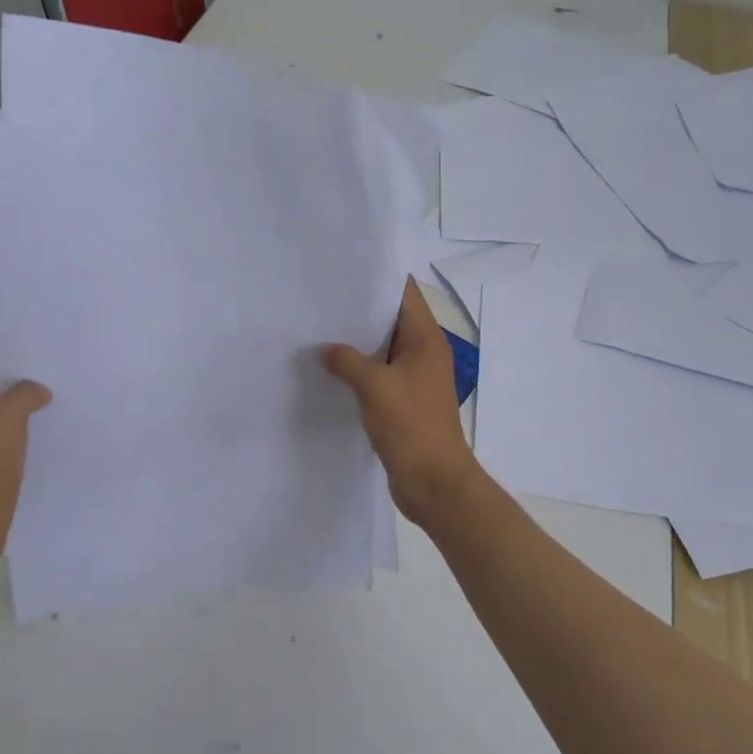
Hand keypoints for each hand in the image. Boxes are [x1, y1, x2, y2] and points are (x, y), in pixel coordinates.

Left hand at [0, 326, 50, 572]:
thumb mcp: (4, 421)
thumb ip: (23, 393)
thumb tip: (37, 390)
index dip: (7, 331)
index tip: (43, 325)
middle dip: (21, 359)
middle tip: (61, 350)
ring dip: (25, 389)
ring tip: (63, 378)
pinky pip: (5, 422)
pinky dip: (25, 415)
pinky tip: (53, 415)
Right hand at [321, 279, 481, 522]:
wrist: (434, 482)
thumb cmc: (410, 426)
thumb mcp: (374, 387)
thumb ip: (347, 361)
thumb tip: (326, 349)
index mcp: (426, 340)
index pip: (404, 294)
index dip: (377, 279)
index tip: (343, 271)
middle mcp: (424, 354)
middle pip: (392, 321)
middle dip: (359, 312)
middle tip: (320, 301)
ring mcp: (416, 380)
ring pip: (384, 351)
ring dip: (357, 345)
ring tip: (318, 332)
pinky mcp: (405, 404)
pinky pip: (380, 378)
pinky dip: (359, 372)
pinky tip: (330, 371)